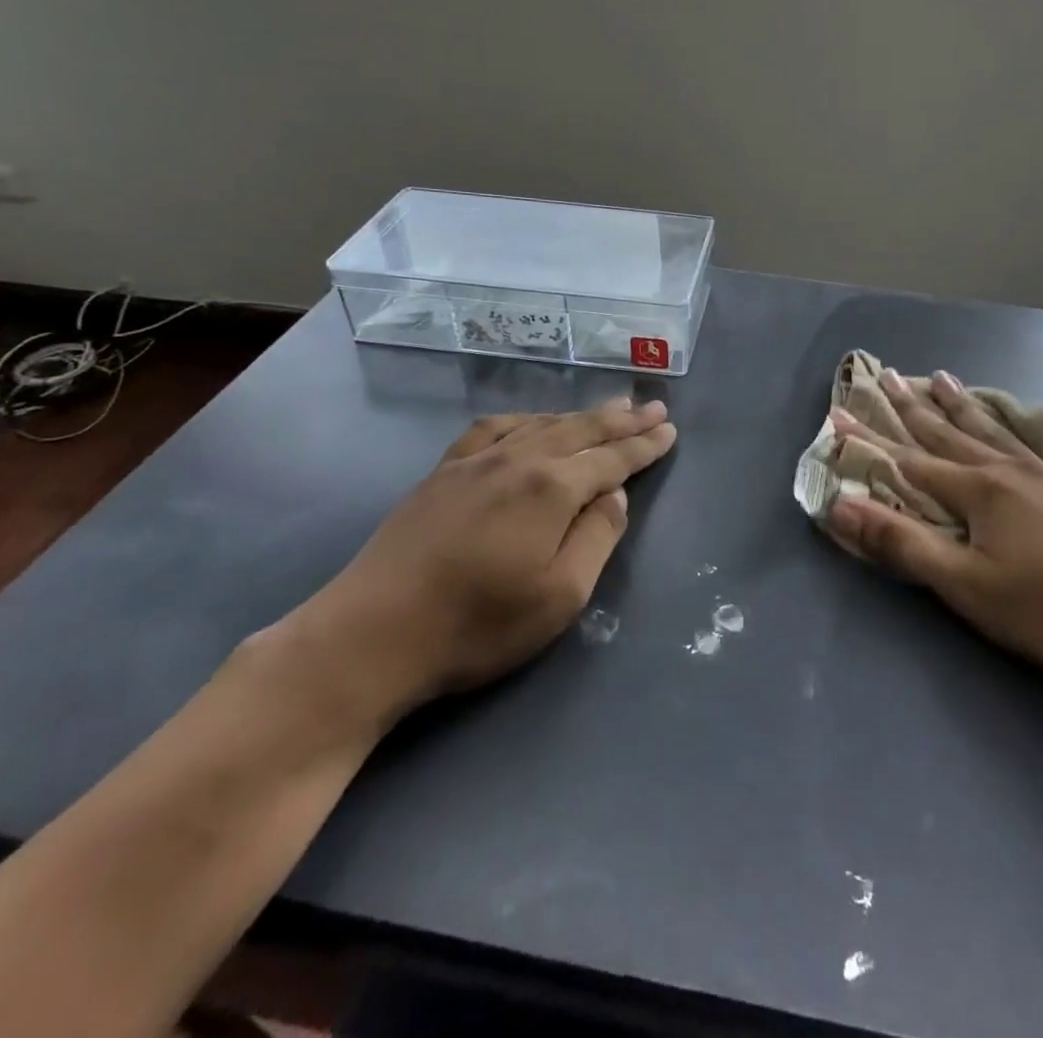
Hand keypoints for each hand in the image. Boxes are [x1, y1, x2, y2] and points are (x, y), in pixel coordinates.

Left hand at [269, 398, 676, 736]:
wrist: (373, 634)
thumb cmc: (477, 625)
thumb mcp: (560, 596)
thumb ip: (597, 538)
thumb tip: (614, 494)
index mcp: (551, 488)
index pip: (611, 459)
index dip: (643, 446)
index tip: (670, 431)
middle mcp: (518, 460)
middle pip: (581, 430)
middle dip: (621, 419)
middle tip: (653, 407)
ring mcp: (475, 462)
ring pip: (542, 424)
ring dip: (580, 415)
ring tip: (608, 407)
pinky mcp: (443, 472)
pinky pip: (494, 430)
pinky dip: (525, 420)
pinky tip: (531, 424)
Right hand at [824, 370, 1042, 702]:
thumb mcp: (964, 586)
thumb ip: (901, 543)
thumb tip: (841, 505)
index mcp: (979, 491)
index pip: (909, 459)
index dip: (871, 439)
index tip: (840, 412)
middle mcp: (1011, 471)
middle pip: (952, 433)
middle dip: (915, 406)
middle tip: (890, 373)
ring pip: (999, 433)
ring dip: (967, 407)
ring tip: (946, 378)